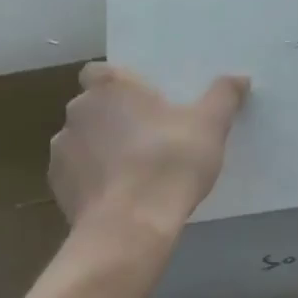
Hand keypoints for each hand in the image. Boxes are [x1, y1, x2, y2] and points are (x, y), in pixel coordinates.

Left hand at [49, 63, 249, 233]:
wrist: (131, 226)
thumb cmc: (170, 161)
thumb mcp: (210, 125)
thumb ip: (223, 96)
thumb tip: (240, 78)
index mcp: (109, 86)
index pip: (100, 71)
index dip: (119, 85)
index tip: (142, 102)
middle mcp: (78, 110)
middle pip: (93, 106)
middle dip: (113, 118)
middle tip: (148, 138)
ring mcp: (61, 149)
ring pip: (83, 140)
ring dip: (100, 149)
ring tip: (134, 172)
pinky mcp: (57, 186)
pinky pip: (76, 174)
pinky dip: (93, 180)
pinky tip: (119, 196)